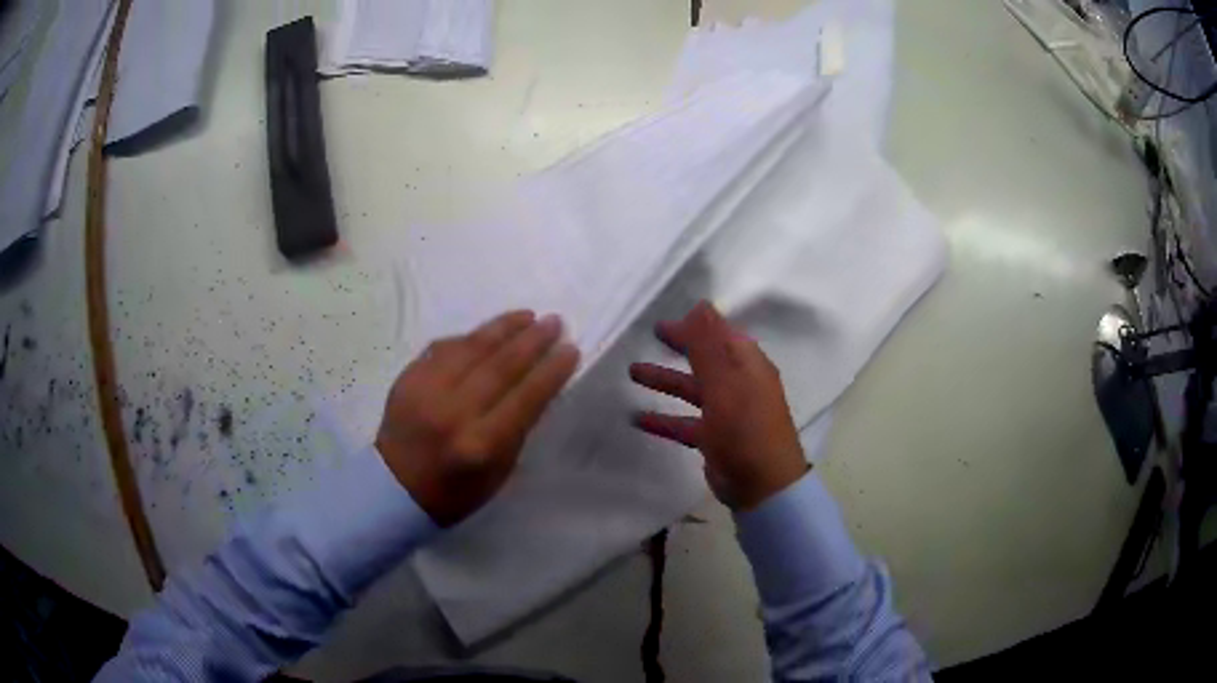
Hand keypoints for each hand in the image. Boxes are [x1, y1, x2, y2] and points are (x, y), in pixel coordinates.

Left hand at [376, 311, 578, 526]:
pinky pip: (443, 347)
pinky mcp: (407, 378)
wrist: (393, 488)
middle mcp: (453, 412)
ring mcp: (426, 390)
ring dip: (502, 328)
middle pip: (500, 365)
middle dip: (532, 340)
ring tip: (526, 316)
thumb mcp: (498, 472)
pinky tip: (487, 333)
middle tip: (554, 322)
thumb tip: (537, 384)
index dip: (551, 370)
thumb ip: (517, 428)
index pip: (525, 397)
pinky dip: (469, 338)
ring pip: (471, 347)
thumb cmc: (455, 491)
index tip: (571, 349)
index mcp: (481, 444)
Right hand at [629, 301, 807, 509]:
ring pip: (692, 389)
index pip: (719, 334)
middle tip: (650, 334)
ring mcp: (727, 412)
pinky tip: (637, 417)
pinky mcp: (715, 438)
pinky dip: (664, 418)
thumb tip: (701, 304)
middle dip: (680, 346)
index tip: (664, 317)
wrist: (761, 484)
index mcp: (747, 364)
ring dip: (666, 380)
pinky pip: (685, 421)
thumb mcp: (725, 382)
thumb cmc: (744, 427)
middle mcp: (739, 383)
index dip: (695, 324)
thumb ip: (709, 345)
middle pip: (705, 358)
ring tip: (632, 372)